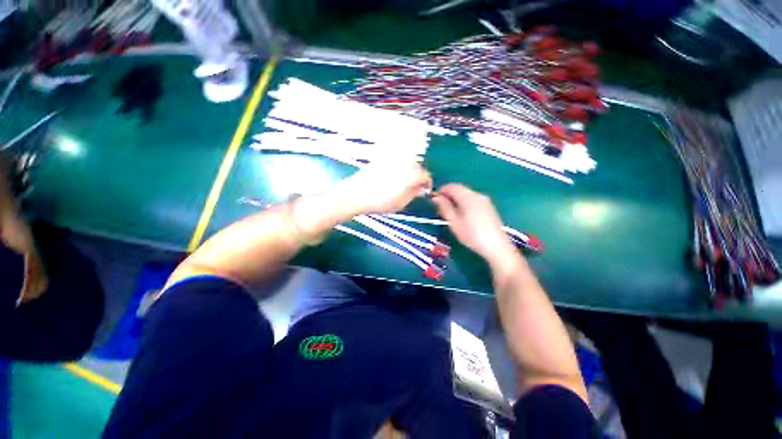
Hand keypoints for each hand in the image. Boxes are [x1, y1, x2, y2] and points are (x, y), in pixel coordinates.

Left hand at [336, 159, 431, 214]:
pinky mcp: (383, 157)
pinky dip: (398, 166)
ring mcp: (393, 157)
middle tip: (413, 188)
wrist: (356, 194)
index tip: (424, 191)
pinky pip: (396, 159)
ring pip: (407, 161)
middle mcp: (405, 161)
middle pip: (418, 167)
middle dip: (418, 176)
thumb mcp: (402, 203)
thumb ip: (414, 194)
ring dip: (409, 170)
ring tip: (402, 183)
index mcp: (412, 173)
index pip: (426, 176)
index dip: (427, 184)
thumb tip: (421, 189)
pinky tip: (392, 176)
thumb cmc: (381, 202)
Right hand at [431, 184, 515, 261]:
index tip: (434, 199)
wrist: (496, 246)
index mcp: (468, 197)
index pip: (452, 186)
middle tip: (440, 206)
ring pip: (467, 194)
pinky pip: (473, 199)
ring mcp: (485, 200)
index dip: (441, 190)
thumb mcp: (454, 223)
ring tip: (450, 211)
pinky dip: (464, 202)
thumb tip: (436, 197)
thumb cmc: (472, 235)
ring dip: (456, 198)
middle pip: (460, 189)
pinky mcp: (489, 207)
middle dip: (449, 194)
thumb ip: (444, 208)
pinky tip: (463, 214)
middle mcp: (477, 195)